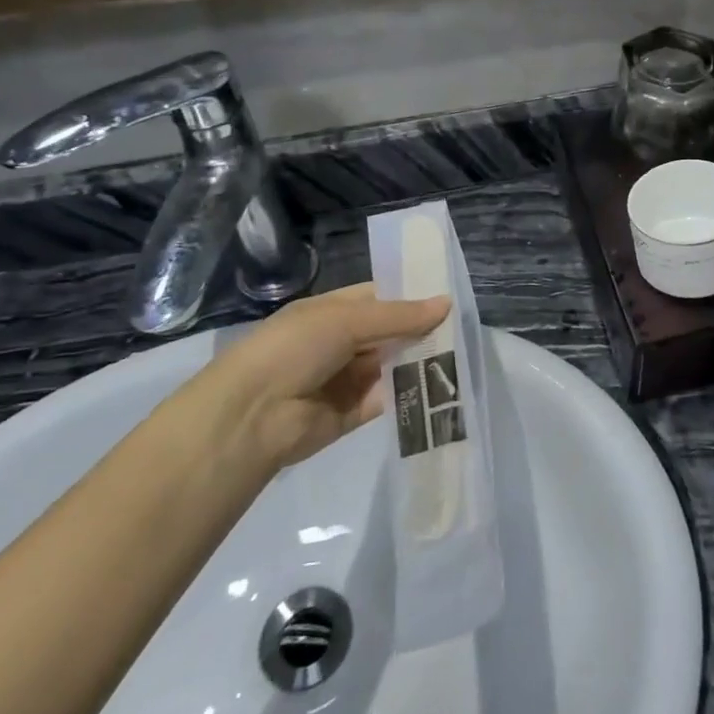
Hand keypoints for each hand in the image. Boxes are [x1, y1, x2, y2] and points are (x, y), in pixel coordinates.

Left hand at [196, 284, 449, 469]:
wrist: (251, 417)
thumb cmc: (293, 349)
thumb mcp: (346, 319)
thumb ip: (398, 316)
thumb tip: (446, 303)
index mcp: (330, 312)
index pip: (377, 298)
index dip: (410, 296)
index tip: (448, 296)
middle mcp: (338, 343)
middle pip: (388, 332)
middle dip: (420, 330)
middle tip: (462, 327)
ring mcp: (345, 379)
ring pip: (391, 365)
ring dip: (419, 360)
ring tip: (461, 355)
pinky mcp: (352, 414)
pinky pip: (388, 398)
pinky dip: (411, 392)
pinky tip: (441, 386)